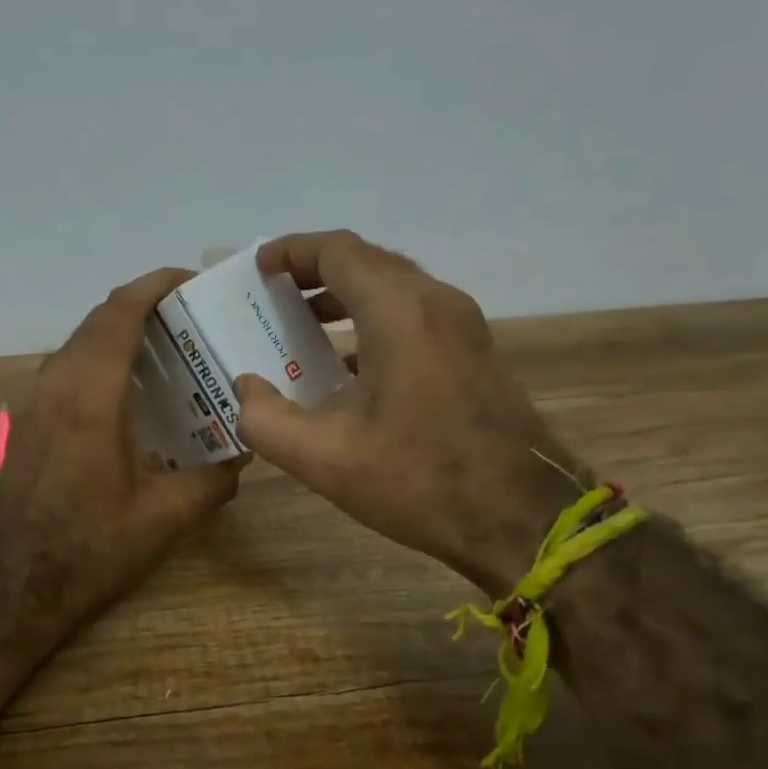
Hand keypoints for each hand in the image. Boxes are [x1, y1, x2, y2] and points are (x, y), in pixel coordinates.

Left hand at [0, 268, 243, 655]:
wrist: (19, 586)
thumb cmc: (93, 547)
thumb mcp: (165, 517)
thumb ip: (212, 480)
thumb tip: (241, 457)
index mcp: (90, 396)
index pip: (120, 313)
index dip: (154, 285)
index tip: (189, 281)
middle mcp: (55, 387)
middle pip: (97, 322)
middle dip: (142, 308)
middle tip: (188, 321)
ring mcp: (31, 405)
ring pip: (76, 346)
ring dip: (116, 336)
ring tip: (163, 354)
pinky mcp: (22, 426)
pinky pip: (63, 373)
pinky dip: (96, 364)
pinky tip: (125, 398)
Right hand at [234, 230, 579, 594]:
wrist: (522, 518)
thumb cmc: (419, 480)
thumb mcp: (324, 458)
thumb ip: (266, 419)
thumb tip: (245, 389)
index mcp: (399, 312)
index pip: (339, 251)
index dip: (293, 251)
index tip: (259, 268)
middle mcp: (436, 303)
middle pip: (369, 262)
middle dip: (316, 270)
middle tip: (274, 296)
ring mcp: (464, 327)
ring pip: (396, 287)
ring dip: (347, 295)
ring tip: (304, 325)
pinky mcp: (476, 353)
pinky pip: (417, 315)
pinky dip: (375, 320)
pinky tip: (350, 365)